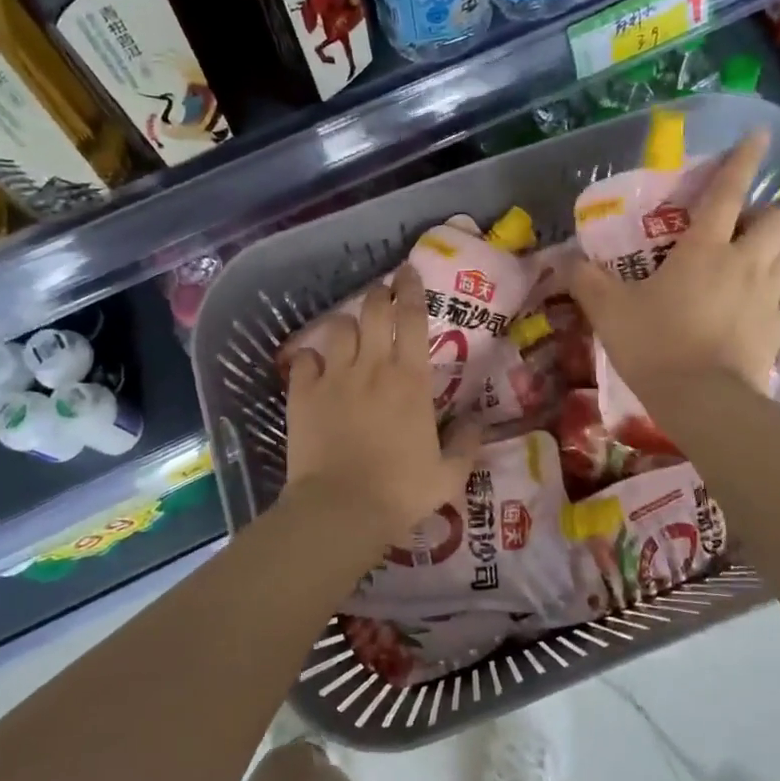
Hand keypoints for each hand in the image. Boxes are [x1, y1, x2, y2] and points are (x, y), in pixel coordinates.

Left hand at [283, 265, 478, 557]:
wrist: (341, 509)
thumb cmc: (400, 491)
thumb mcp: (449, 475)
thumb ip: (466, 444)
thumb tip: (477, 422)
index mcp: (411, 380)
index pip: (413, 318)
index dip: (412, 289)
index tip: (409, 271)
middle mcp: (373, 367)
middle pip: (375, 311)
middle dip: (380, 293)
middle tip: (383, 290)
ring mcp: (334, 377)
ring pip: (338, 328)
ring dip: (347, 324)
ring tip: (350, 331)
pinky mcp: (303, 394)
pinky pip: (304, 360)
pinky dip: (310, 358)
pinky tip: (314, 365)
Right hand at [570, 133, 779, 406]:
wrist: (701, 401)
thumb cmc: (654, 344)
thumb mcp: (608, 310)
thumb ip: (584, 280)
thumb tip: (561, 261)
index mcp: (705, 248)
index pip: (728, 191)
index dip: (743, 159)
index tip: (760, 135)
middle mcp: (745, 263)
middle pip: (777, 221)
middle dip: (764, 216)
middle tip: (738, 230)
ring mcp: (767, 298)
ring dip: (775, 252)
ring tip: (752, 264)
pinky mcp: (778, 331)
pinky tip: (765, 309)